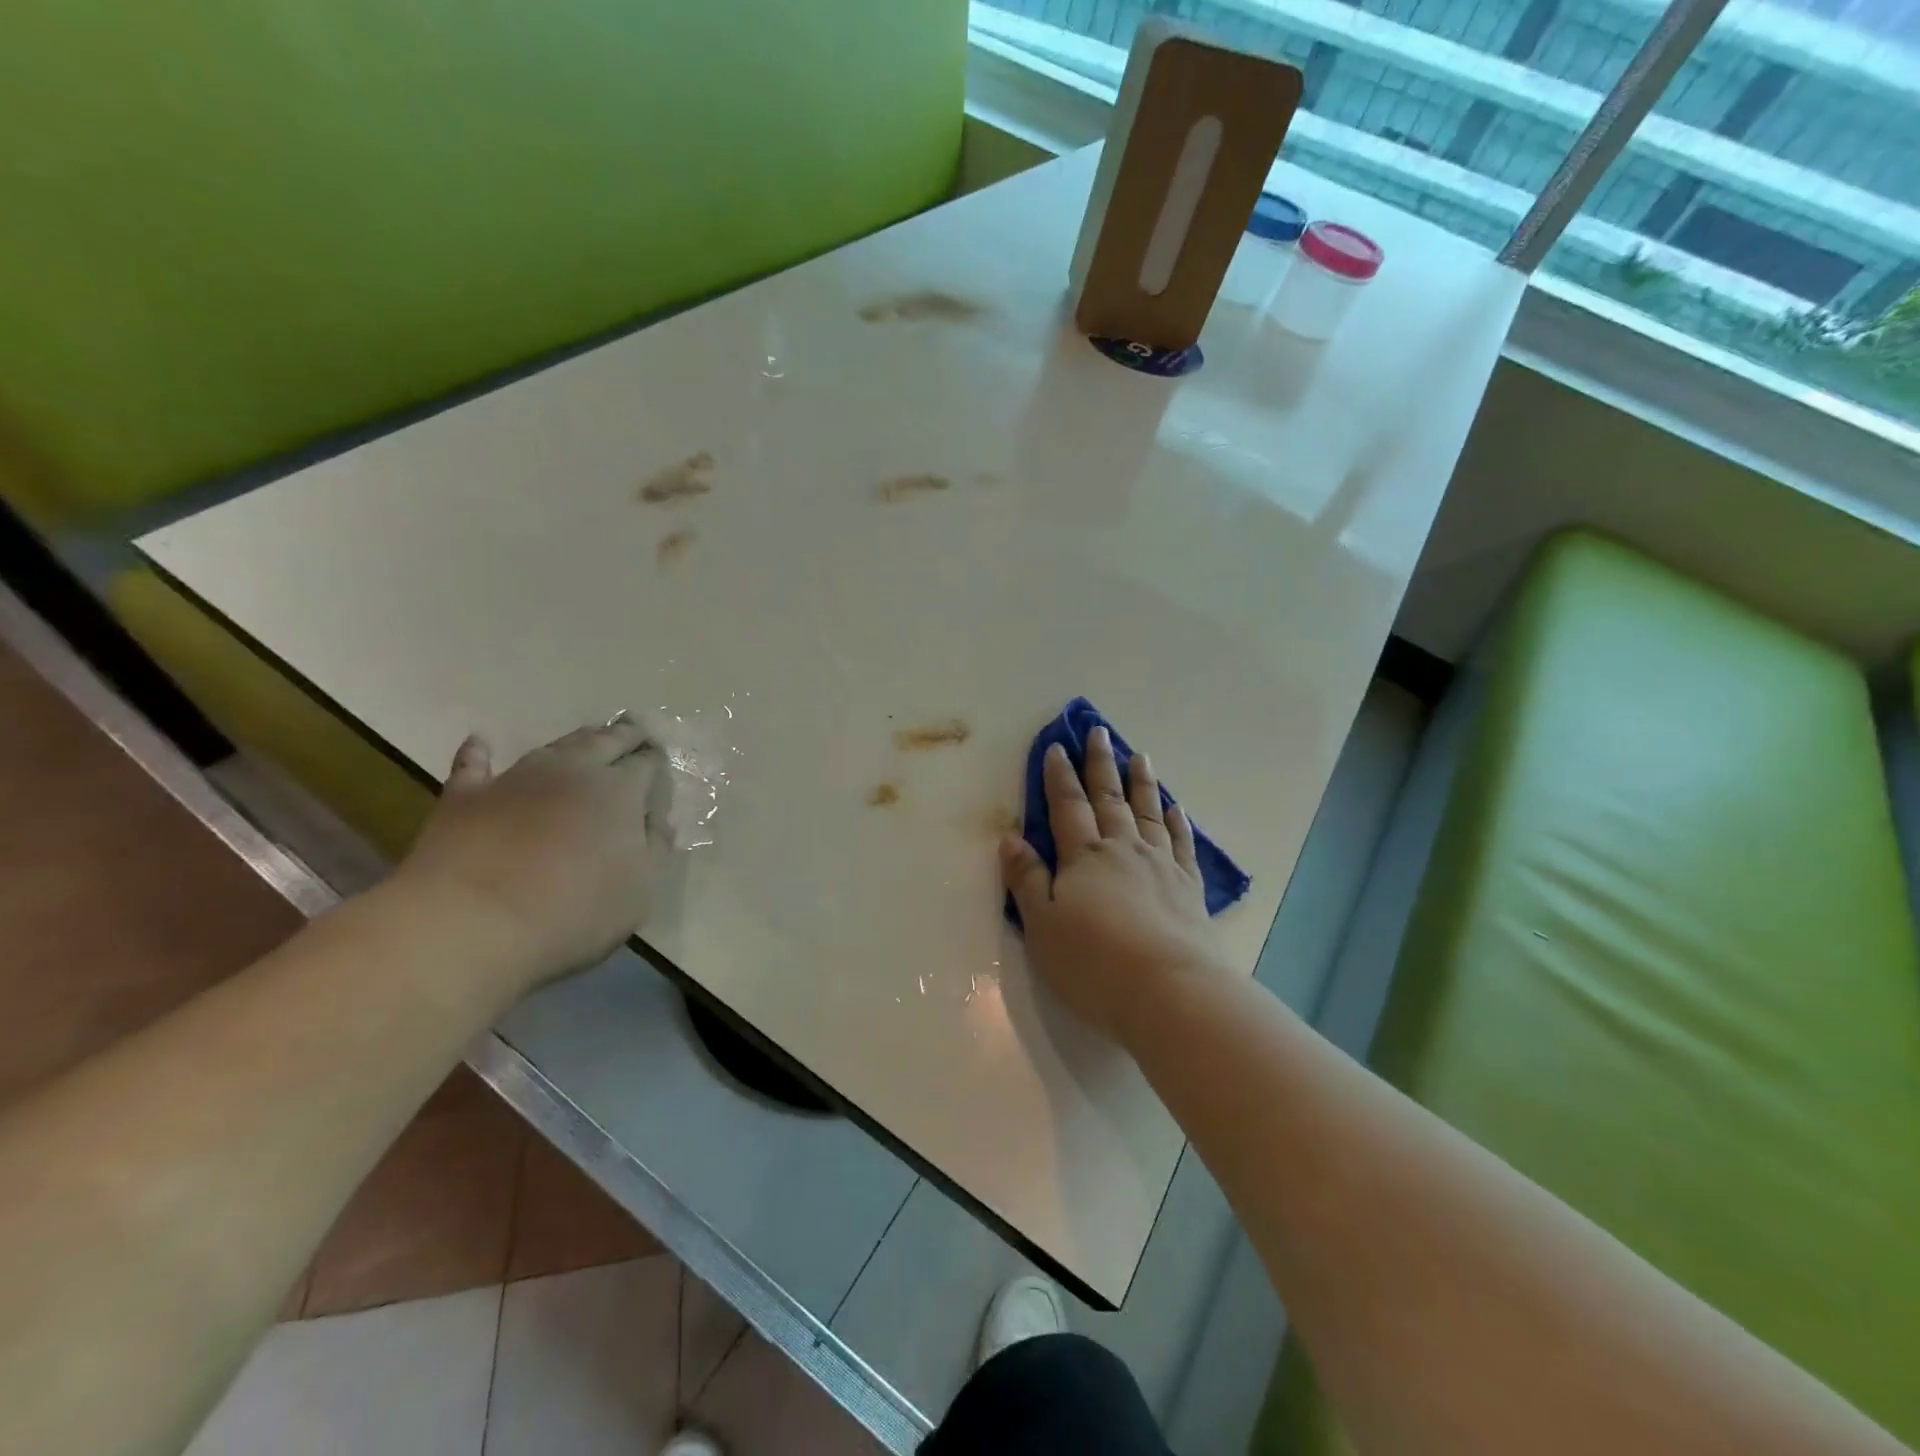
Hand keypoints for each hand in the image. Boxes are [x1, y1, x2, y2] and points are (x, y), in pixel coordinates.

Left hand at [393, 716, 660, 987]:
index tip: (662, 760)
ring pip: (553, 747)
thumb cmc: (574, 909)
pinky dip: (480, 753)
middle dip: (624, 735)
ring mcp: (515, 778)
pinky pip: (474, 765)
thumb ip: (655, 847)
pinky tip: (480, 742)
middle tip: (635, 730)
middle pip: (604, 741)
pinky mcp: (465, 797)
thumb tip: (654, 820)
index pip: (646, 763)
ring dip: (575, 741)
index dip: (656, 760)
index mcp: (619, 789)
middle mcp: (571, 770)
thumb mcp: (642, 888)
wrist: (470, 923)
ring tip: (589, 737)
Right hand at [1000, 727, 1220, 1048]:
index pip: (1067, 806)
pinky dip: (1178, 822)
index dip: (1059, 776)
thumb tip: (1010, 839)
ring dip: (1141, 783)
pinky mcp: (1188, 888)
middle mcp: (1123, 850)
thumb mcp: (1042, 926)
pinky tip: (1177, 809)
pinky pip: (1182, 844)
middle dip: (1100, 764)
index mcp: (1084, 857)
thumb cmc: (1094, 963)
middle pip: (1109, 798)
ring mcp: (1160, 865)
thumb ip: (1027, 880)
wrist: (1170, 991)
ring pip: (1148, 812)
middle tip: (1099, 732)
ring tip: (1139, 755)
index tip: (1058, 746)